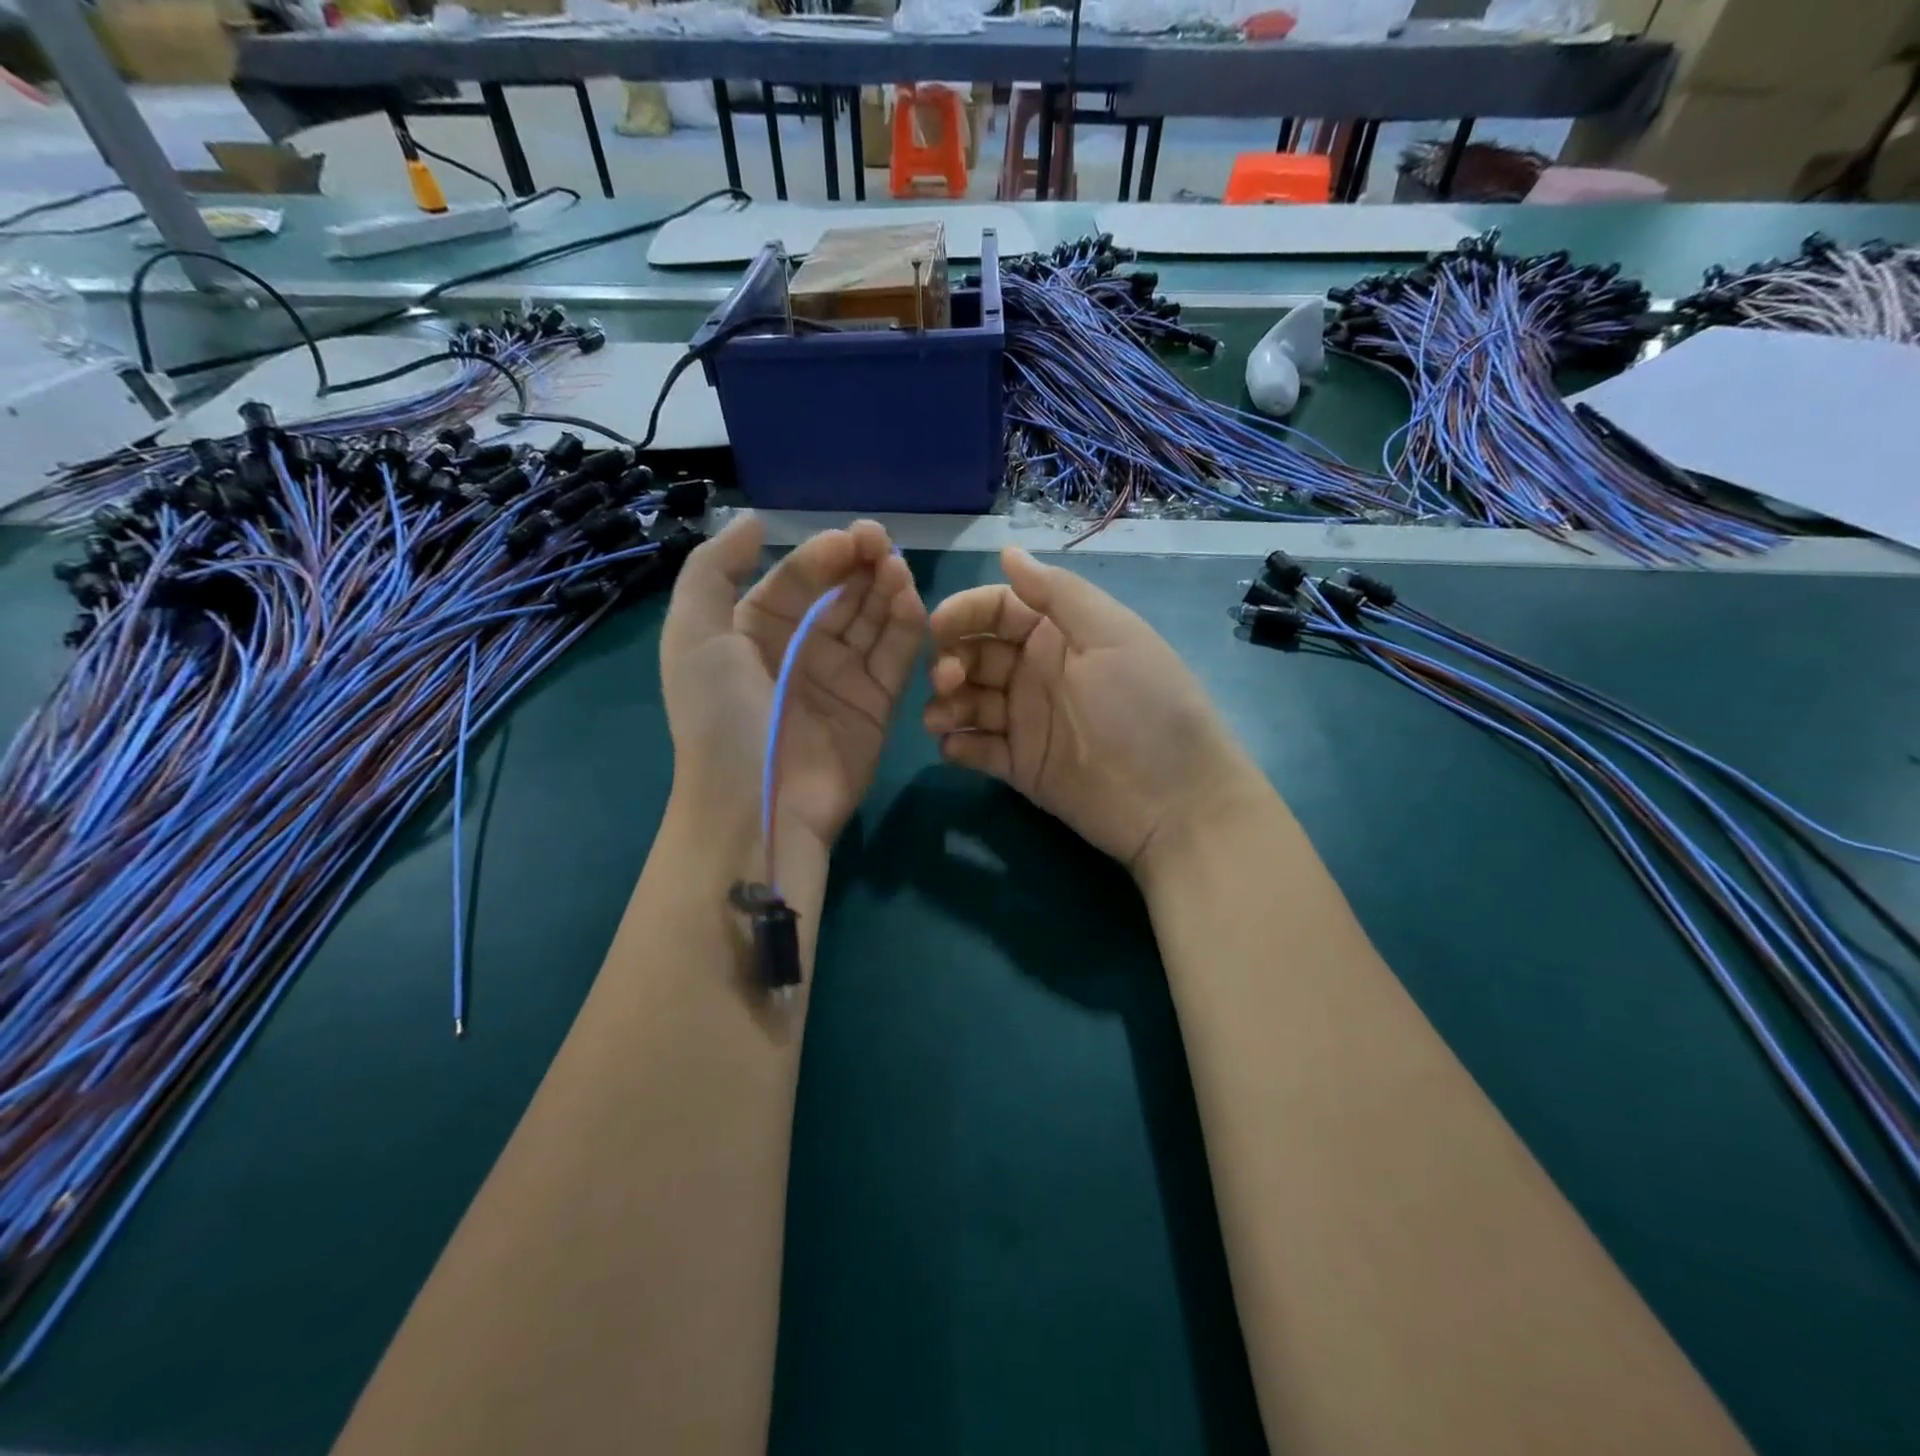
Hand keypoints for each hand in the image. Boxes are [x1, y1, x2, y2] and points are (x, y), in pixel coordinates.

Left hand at [661, 514, 924, 860]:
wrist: (756, 806)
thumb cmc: (720, 718)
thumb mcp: (693, 636)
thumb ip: (713, 570)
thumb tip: (751, 521)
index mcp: (755, 632)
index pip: (797, 579)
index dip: (823, 555)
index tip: (852, 539)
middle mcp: (801, 651)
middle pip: (841, 595)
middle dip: (862, 565)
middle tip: (885, 545)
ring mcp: (842, 679)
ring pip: (873, 620)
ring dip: (888, 590)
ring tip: (899, 570)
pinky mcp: (877, 706)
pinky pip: (896, 658)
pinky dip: (907, 628)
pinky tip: (912, 603)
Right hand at [924, 547, 1259, 874]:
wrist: (1175, 802)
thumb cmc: (1146, 706)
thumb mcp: (1112, 636)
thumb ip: (1058, 593)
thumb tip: (1007, 551)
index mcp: (1060, 635)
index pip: (1000, 610)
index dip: (966, 611)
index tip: (937, 626)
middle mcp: (1037, 673)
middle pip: (976, 655)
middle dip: (952, 661)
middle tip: (948, 680)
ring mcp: (1026, 722)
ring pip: (969, 702)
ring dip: (948, 704)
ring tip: (942, 719)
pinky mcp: (1020, 766)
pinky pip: (978, 749)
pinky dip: (960, 745)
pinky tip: (956, 747)